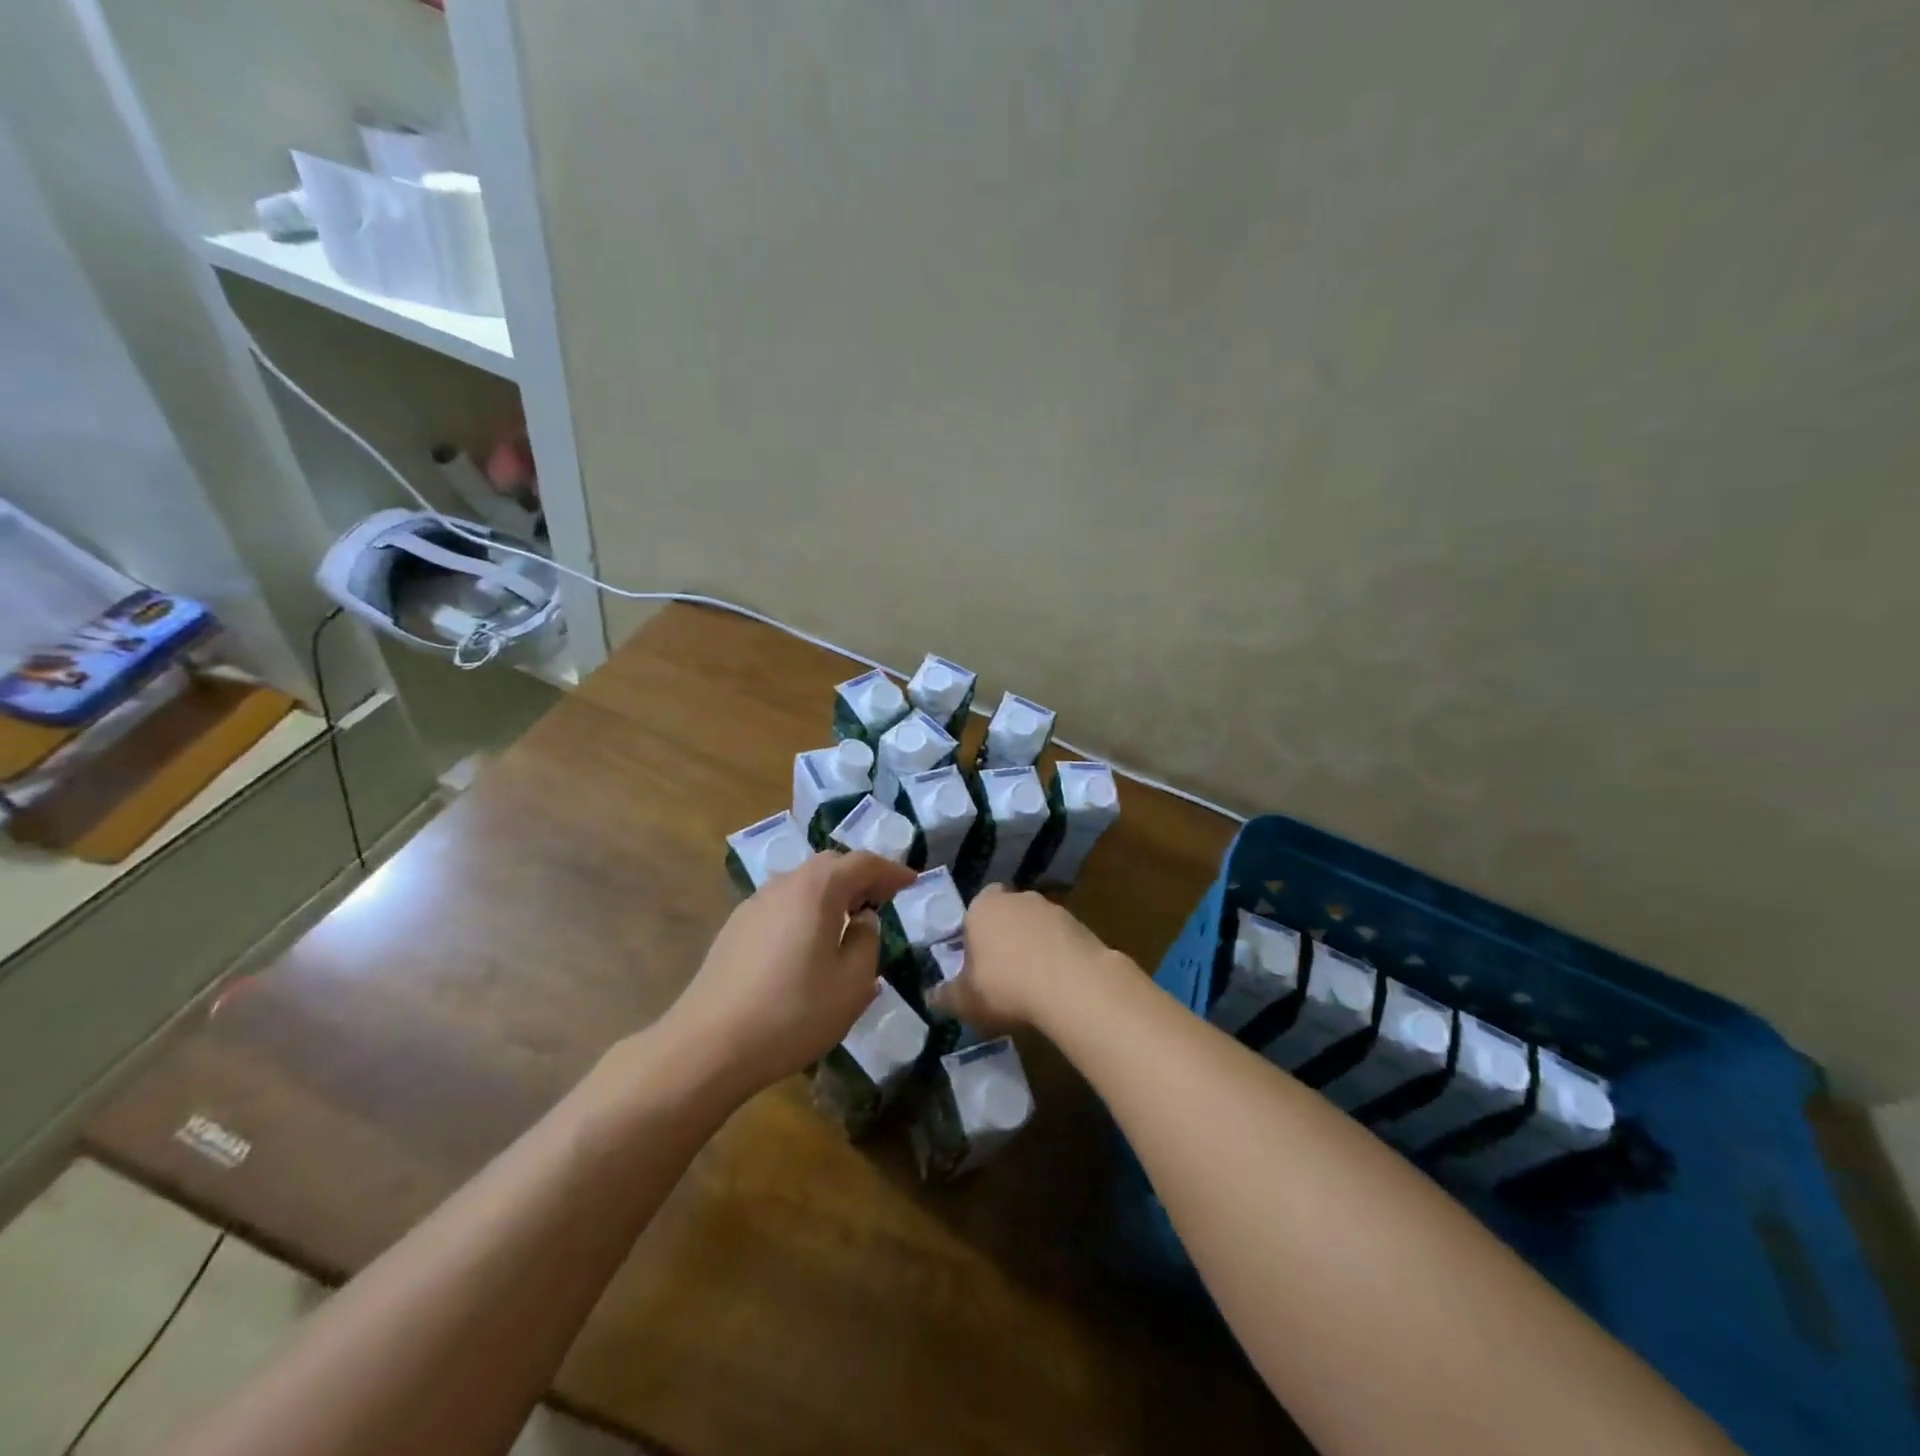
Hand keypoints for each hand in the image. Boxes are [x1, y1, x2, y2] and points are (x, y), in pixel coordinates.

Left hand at [658, 850, 917, 1100]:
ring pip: (802, 884)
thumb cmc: (793, 1012)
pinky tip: (809, 944)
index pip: (863, 862)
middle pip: (830, 865)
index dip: (891, 870)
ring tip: (848, 920)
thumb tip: (862, 921)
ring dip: (831, 893)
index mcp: (817, 889)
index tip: (911, 883)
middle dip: (860, 876)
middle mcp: (784, 885)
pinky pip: (782, 905)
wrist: (709, 1045)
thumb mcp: (852, 983)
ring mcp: (754, 905)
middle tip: (883, 898)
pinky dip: (806, 911)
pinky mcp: (735, 929)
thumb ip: (867, 942)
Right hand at [929, 885, 1118, 1033]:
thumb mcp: (965, 1000)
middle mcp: (1017, 898)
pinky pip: (1061, 941)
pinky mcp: (1081, 925)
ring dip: (1034, 948)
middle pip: (1006, 915)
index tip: (976, 963)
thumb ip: (946, 995)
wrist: (1073, 985)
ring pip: (1036, 927)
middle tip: (1002, 975)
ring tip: (1033, 986)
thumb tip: (931, 996)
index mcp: (983, 906)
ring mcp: (1053, 908)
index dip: (974, 934)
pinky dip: (1058, 958)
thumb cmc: (1005, 986)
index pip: (974, 910)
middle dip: (1004, 939)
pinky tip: (1058, 987)